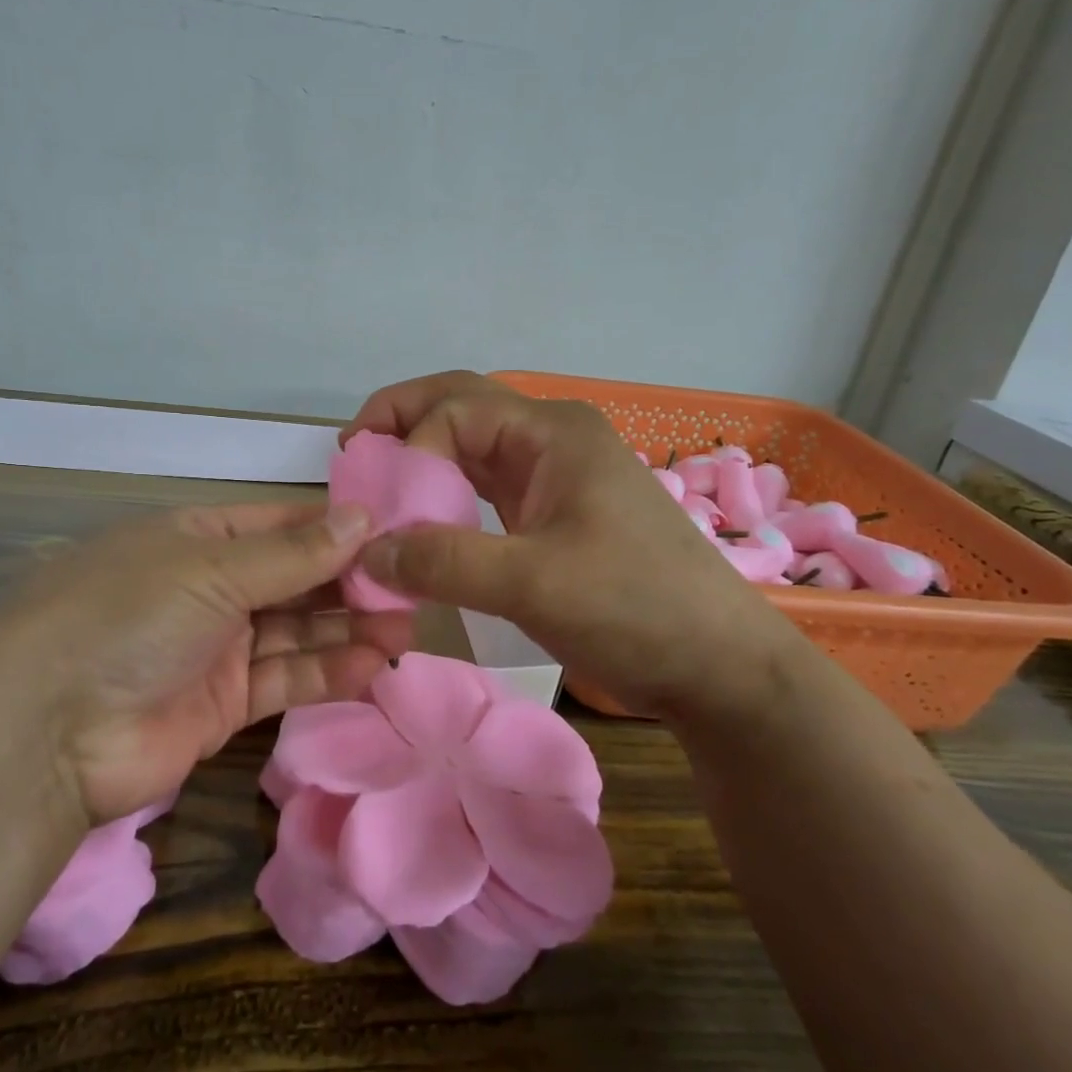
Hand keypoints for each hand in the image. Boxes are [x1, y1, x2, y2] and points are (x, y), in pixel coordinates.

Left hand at [0, 503, 412, 824]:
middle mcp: (211, 588)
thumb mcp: (212, 570)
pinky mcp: (222, 705)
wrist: (46, 734)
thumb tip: (364, 516)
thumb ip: (294, 553)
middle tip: (413, 591)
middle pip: (296, 581)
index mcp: (199, 539)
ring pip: (296, 632)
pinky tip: (371, 667)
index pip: (283, 526)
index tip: (397, 536)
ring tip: (405, 633)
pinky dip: (327, 673)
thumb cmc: (129, 617)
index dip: (338, 530)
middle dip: (351, 585)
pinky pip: (285, 679)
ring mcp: (217, 647)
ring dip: (348, 631)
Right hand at [342, 372, 801, 717]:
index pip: (453, 412)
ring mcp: (556, 473)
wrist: (718, 664)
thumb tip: (364, 554)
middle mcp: (551, 438)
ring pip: (472, 446)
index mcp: (551, 431)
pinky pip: (487, 485)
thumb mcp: (531, 583)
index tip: (379, 513)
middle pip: (460, 407)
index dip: (407, 452)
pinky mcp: (555, 510)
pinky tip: (424, 518)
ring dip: (423, 459)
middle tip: (352, 456)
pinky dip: (447, 494)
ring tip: (377, 485)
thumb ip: (443, 561)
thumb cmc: (634, 608)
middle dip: (402, 424)